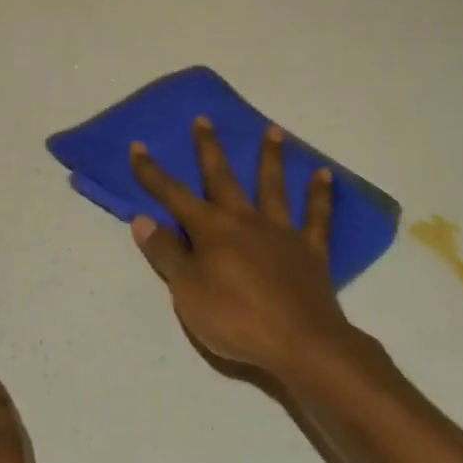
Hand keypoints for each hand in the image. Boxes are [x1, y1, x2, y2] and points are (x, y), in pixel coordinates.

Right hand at [129, 119, 368, 379]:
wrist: (300, 343)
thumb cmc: (235, 320)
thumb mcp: (187, 292)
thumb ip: (167, 254)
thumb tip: (142, 219)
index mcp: (212, 231)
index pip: (174, 196)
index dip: (153, 173)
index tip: (138, 147)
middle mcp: (245, 221)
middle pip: (223, 179)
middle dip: (209, 149)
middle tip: (204, 119)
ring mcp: (281, 233)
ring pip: (273, 187)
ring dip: (271, 158)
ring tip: (273, 130)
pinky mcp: (310, 251)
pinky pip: (317, 217)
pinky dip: (320, 195)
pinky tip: (324, 175)